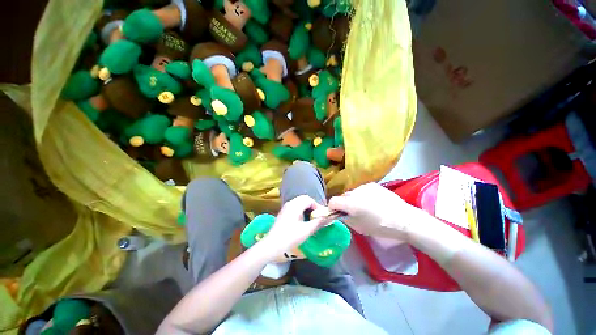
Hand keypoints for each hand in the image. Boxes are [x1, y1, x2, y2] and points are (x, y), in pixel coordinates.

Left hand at [260, 195, 325, 255]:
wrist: (272, 245)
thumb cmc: (290, 237)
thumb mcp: (306, 230)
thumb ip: (318, 222)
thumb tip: (327, 217)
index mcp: (295, 205)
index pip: (309, 199)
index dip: (317, 206)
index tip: (322, 215)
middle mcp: (290, 203)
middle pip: (304, 199)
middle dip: (312, 206)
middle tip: (317, 215)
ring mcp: (286, 207)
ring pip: (299, 202)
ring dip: (307, 207)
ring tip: (311, 218)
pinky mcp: (283, 212)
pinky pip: (295, 206)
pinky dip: (301, 210)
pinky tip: (303, 219)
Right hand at [329, 183, 427, 240]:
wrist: (404, 219)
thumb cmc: (380, 226)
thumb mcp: (359, 227)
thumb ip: (346, 219)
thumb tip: (340, 214)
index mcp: (350, 203)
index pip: (333, 201)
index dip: (332, 208)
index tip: (338, 214)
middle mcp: (355, 191)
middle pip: (342, 196)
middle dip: (344, 204)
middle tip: (353, 212)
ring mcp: (364, 186)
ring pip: (352, 193)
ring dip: (353, 199)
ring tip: (365, 207)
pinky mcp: (372, 185)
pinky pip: (361, 190)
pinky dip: (362, 196)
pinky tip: (373, 202)